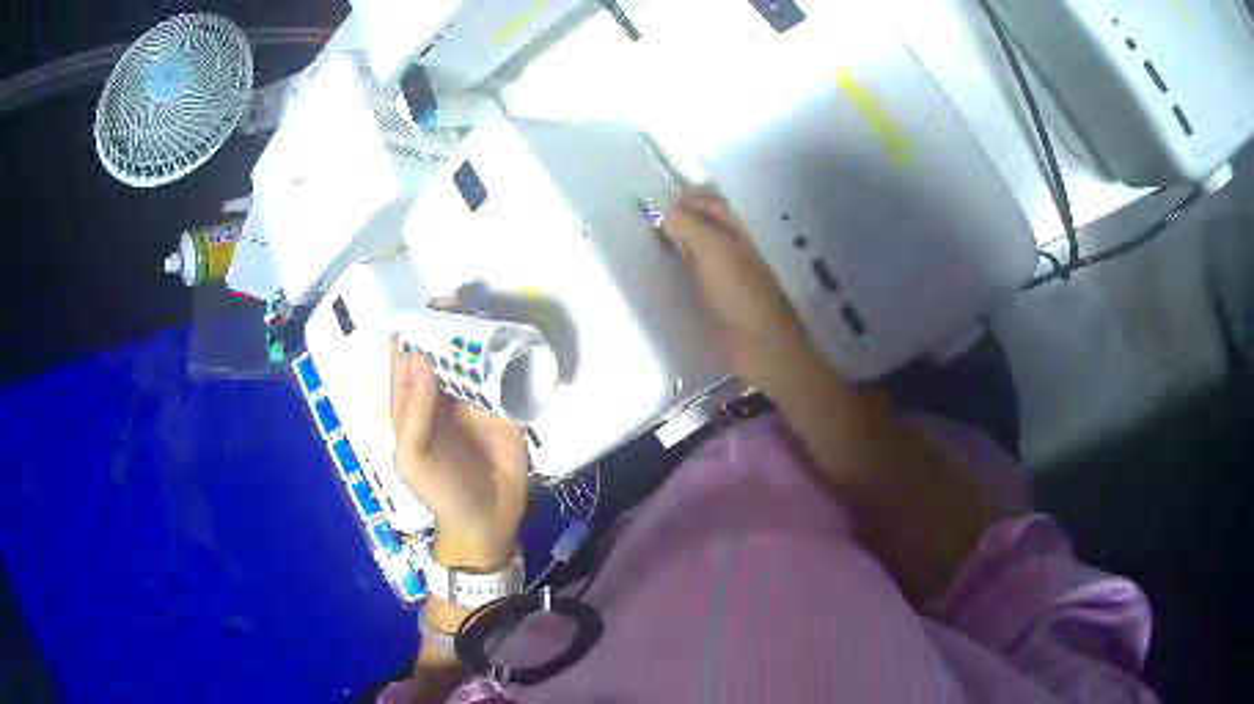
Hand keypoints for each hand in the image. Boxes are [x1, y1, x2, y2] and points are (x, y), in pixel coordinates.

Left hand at [390, 335, 527, 568]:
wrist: (488, 521)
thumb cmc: (442, 492)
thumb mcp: (415, 458)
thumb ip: (414, 412)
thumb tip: (419, 357)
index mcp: (412, 403)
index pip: (406, 356)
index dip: (413, 331)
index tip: (429, 312)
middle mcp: (441, 394)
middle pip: (441, 349)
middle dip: (449, 324)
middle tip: (463, 306)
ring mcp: (474, 399)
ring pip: (472, 356)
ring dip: (479, 334)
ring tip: (489, 315)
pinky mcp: (505, 407)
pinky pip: (504, 374)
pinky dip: (507, 355)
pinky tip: (514, 339)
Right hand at [661, 188, 811, 388]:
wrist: (763, 347)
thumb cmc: (740, 294)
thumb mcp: (714, 251)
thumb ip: (689, 226)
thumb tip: (662, 211)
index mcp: (738, 232)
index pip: (713, 204)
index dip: (688, 198)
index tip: (655, 203)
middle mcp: (736, 250)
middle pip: (707, 225)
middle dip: (681, 220)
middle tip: (647, 224)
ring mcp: (730, 277)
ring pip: (702, 251)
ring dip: (679, 245)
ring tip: (649, 247)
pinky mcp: (722, 303)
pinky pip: (699, 277)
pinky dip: (682, 271)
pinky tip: (665, 278)